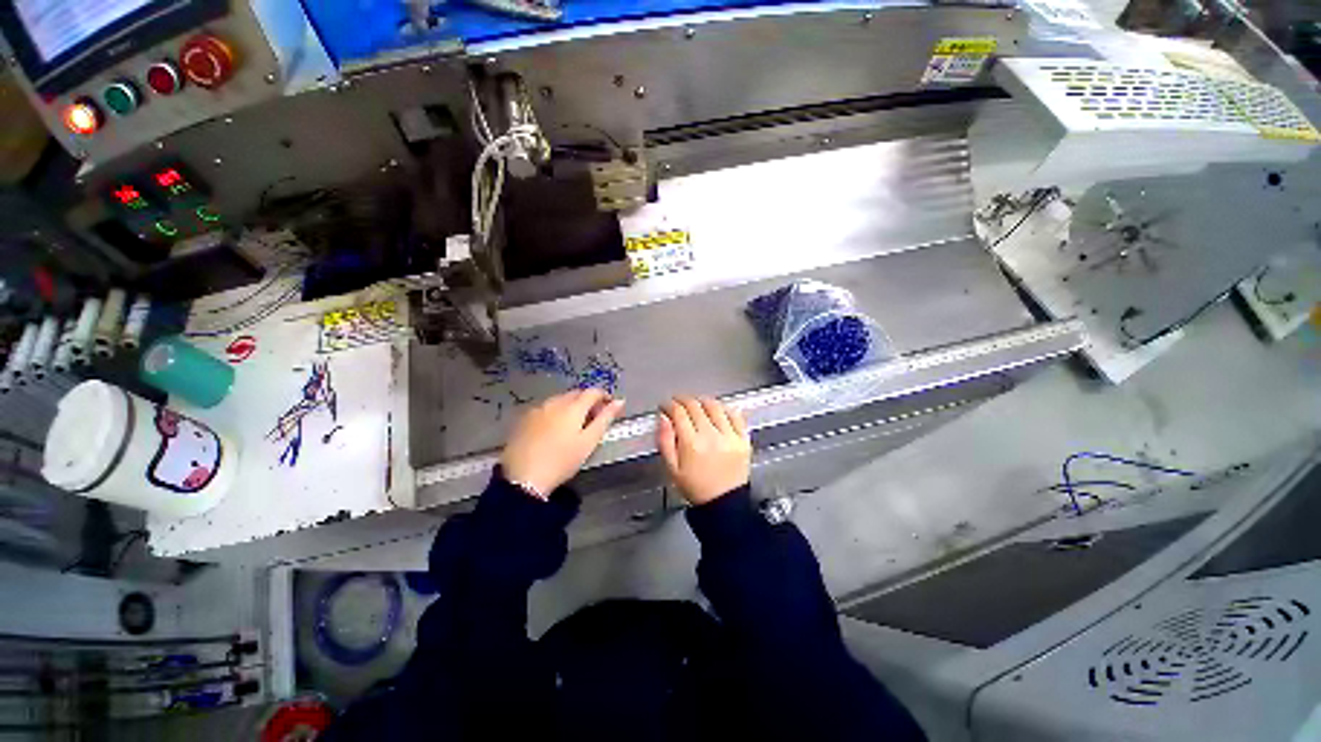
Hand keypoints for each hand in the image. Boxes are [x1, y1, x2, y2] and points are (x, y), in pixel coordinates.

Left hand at [501, 389, 624, 495]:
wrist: (523, 478)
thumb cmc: (562, 461)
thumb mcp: (589, 442)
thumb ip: (605, 418)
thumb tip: (619, 401)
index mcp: (573, 406)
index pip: (593, 391)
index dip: (604, 396)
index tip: (609, 408)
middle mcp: (554, 402)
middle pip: (576, 394)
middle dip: (588, 401)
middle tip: (594, 419)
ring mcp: (537, 409)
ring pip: (560, 400)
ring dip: (571, 406)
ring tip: (574, 426)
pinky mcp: (524, 418)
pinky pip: (546, 408)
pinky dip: (555, 413)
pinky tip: (554, 430)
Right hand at [656, 396, 751, 505]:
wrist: (724, 503)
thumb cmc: (697, 488)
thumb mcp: (672, 468)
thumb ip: (665, 441)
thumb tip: (663, 419)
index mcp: (691, 444)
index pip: (679, 412)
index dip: (669, 405)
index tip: (666, 406)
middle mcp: (711, 437)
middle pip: (695, 405)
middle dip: (683, 400)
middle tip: (678, 402)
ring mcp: (729, 436)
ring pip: (715, 406)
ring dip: (702, 400)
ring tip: (696, 403)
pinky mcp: (743, 439)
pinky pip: (735, 415)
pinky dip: (725, 408)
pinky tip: (718, 410)